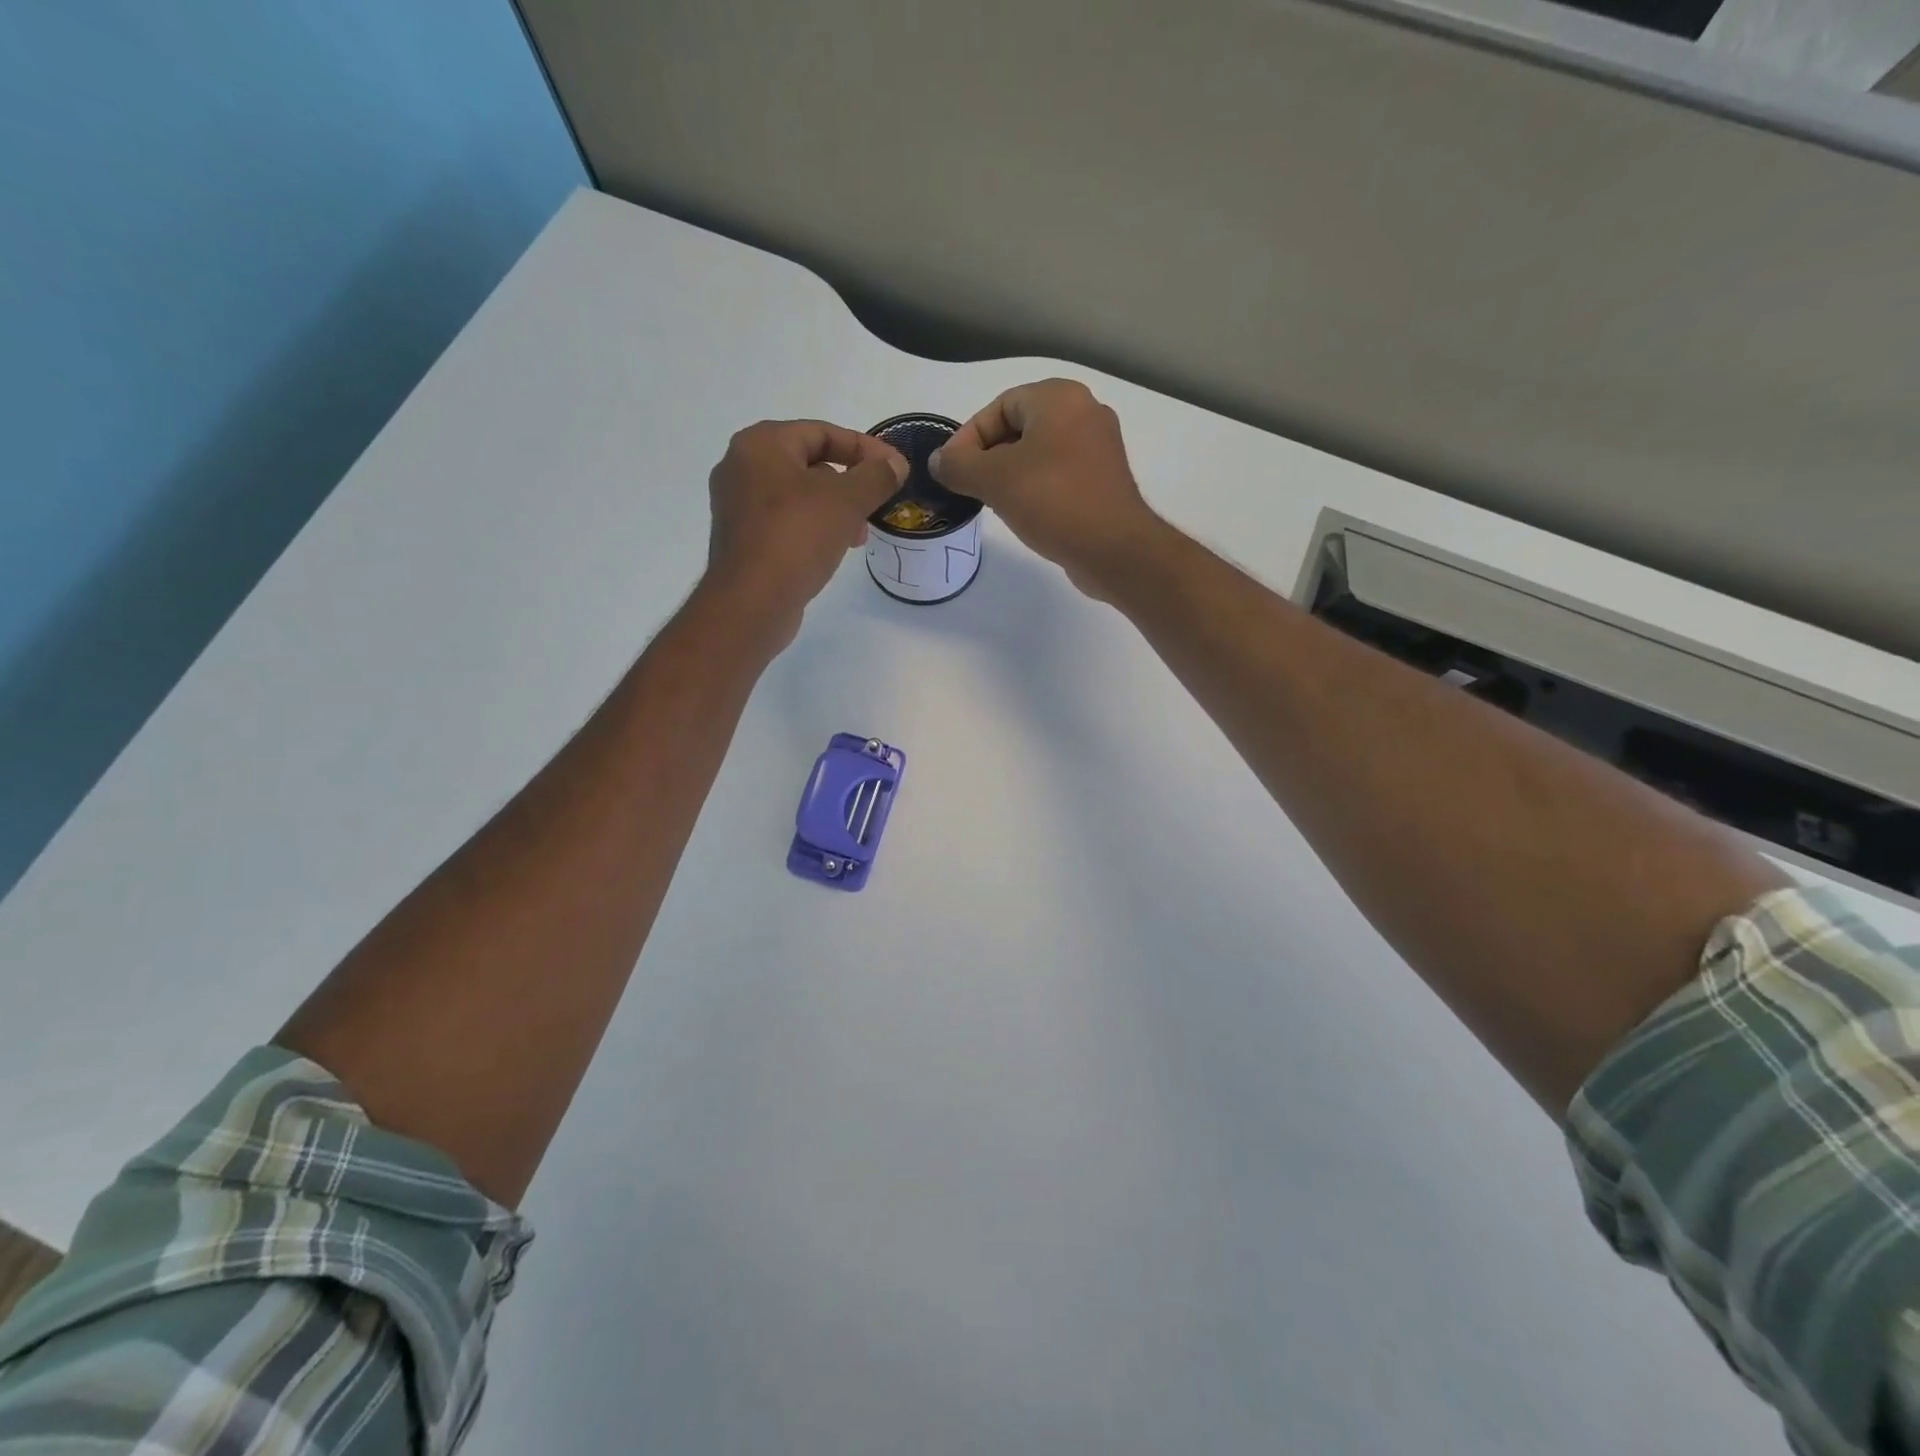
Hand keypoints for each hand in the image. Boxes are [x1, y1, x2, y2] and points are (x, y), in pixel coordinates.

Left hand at [704, 419, 907, 643]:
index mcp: (760, 444)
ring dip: (835, 509)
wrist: (751, 602)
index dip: (864, 447)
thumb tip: (895, 464)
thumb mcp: (846, 501)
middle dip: (850, 482)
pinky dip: (814, 528)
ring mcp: (737, 505)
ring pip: (799, 495)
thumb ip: (876, 476)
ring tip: (859, 534)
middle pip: (809, 462)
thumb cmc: (796, 537)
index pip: (821, 432)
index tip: (895, 469)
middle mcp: (741, 467)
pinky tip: (834, 549)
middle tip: (877, 503)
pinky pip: (786, 522)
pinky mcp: (743, 539)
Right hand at [930, 379, 1165, 599]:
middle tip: (969, 487)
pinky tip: (1024, 514)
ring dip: (1010, 476)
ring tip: (993, 503)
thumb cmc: (1053, 501)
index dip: (969, 437)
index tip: (952, 471)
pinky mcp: (1104, 481)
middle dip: (988, 457)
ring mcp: (1099, 449)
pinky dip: (1036, 489)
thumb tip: (938, 462)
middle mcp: (1084, 413)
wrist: (1113, 549)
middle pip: (1019, 428)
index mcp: (1060, 398)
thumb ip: (959, 466)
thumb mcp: (994, 480)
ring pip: (1039, 454)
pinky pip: (1058, 476)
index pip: (999, 406)